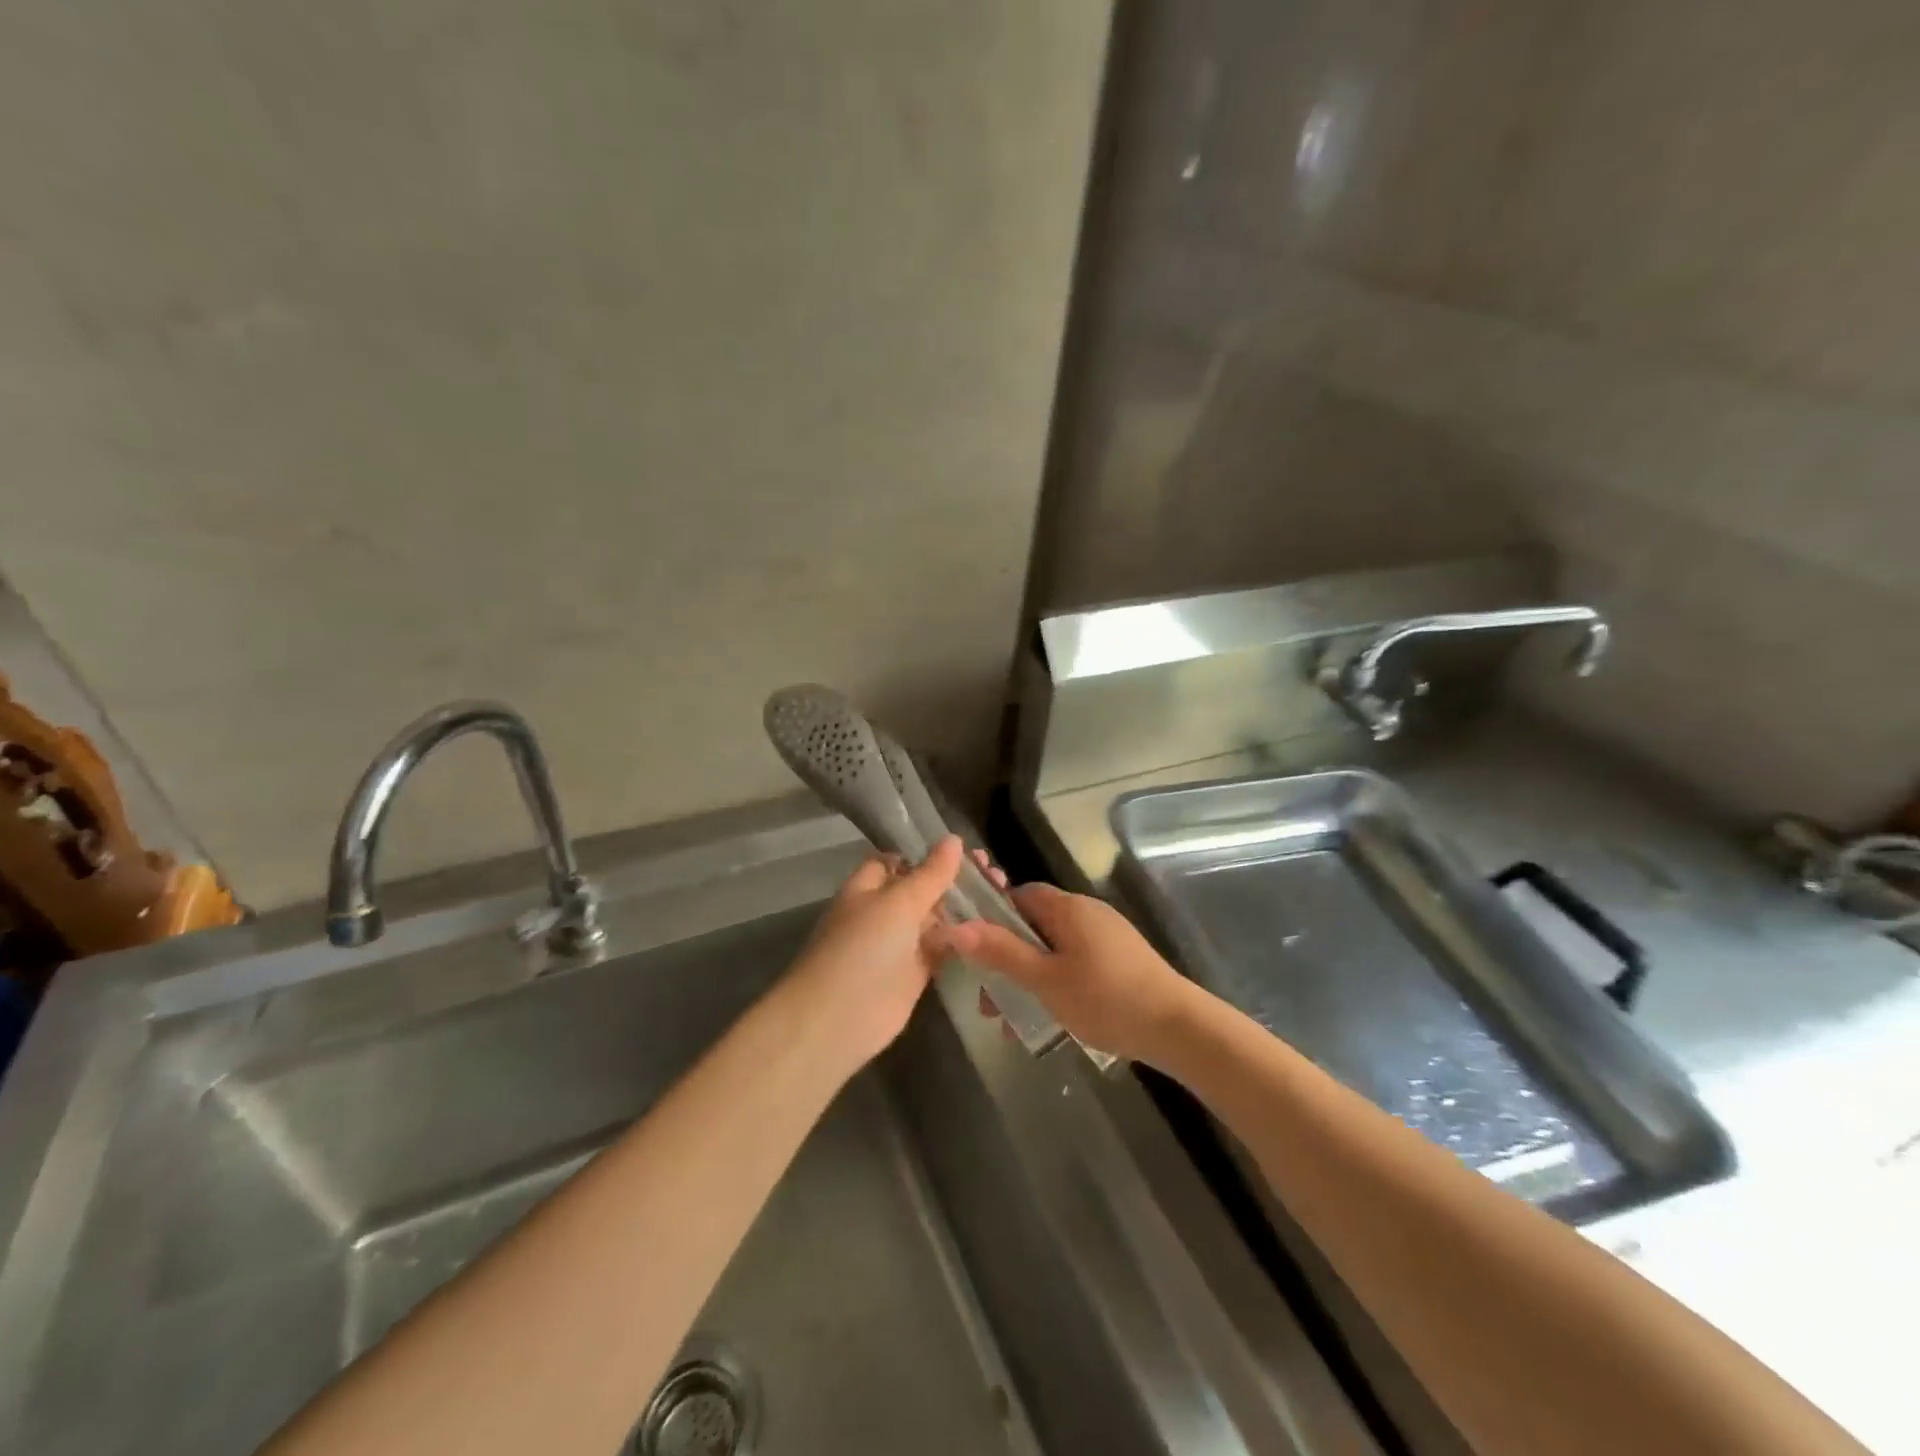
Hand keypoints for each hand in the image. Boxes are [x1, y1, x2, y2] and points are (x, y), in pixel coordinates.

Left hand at [786, 836, 989, 1068]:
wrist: (839, 1019)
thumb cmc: (863, 948)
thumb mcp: (898, 902)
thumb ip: (930, 874)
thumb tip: (955, 839)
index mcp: (869, 886)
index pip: (900, 860)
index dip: (930, 854)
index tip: (968, 851)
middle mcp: (884, 911)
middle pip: (923, 889)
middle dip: (955, 881)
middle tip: (996, 875)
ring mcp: (900, 943)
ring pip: (936, 919)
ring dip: (964, 909)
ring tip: (1003, 895)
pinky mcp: (915, 973)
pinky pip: (942, 948)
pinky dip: (964, 940)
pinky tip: (994, 930)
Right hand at [940, 883, 1198, 1064]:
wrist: (1177, 1026)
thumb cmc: (1105, 998)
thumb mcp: (1045, 979)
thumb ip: (1001, 952)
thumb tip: (956, 927)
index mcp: (1067, 908)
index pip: (1019, 895)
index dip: (993, 917)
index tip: (976, 951)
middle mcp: (1087, 912)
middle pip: (1034, 925)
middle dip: (1008, 959)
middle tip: (990, 1000)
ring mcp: (1106, 936)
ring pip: (1054, 949)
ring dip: (1029, 978)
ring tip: (1013, 1020)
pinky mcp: (1120, 959)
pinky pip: (1075, 962)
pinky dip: (1055, 983)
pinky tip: (1050, 1019)